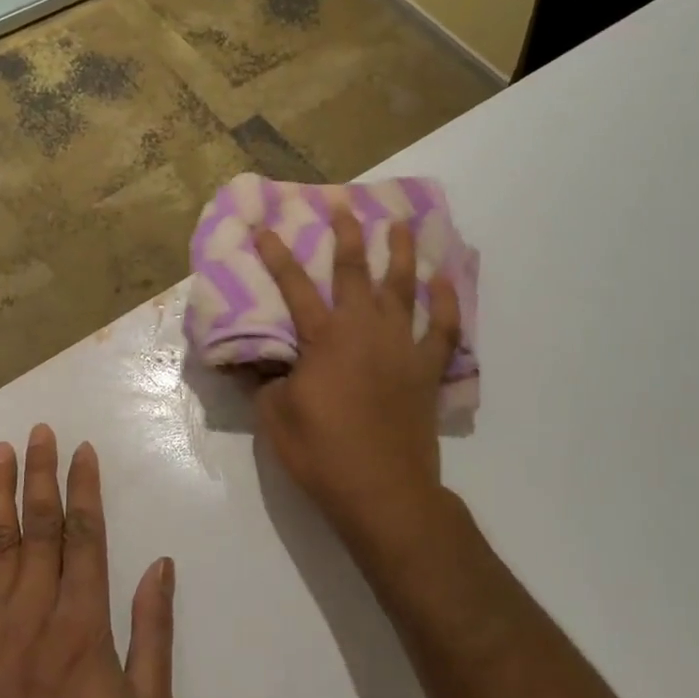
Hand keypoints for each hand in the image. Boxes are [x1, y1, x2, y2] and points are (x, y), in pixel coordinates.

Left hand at [0, 427, 174, 697]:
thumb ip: (152, 636)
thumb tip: (161, 566)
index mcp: (82, 627)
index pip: (84, 537)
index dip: (84, 490)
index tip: (83, 451)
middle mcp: (31, 614)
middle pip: (38, 528)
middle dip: (42, 474)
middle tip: (42, 430)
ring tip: (3, 449)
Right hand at [253, 208, 460, 548]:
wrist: (382, 492)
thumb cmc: (321, 453)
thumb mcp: (274, 416)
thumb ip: (264, 380)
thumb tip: (251, 359)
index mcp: (323, 339)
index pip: (294, 287)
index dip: (277, 256)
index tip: (265, 228)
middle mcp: (364, 331)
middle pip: (355, 272)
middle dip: (348, 236)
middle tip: (345, 206)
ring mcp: (402, 347)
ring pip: (404, 289)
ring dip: (402, 254)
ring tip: (401, 225)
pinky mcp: (426, 370)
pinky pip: (443, 329)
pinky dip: (447, 304)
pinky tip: (444, 282)